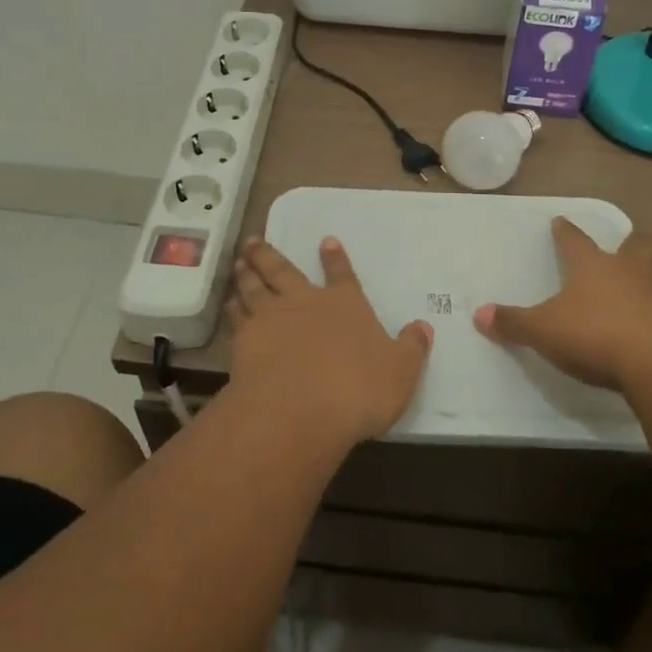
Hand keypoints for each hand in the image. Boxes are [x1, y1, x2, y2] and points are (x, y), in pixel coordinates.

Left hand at [225, 236, 431, 447]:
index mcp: (344, 304)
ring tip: (239, 261)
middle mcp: (305, 302)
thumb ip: (411, 348)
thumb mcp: (400, 372)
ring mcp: (271, 319)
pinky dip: (232, 307)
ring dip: (247, 272)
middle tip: (254, 241)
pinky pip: (236, 317)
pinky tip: (228, 302)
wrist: (299, 410)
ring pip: (255, 287)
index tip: (325, 240)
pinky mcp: (245, 341)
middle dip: (270, 254)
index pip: (341, 275)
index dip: (334, 258)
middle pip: (283, 271)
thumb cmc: (358, 389)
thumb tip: (424, 327)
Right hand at [473, 217, 651, 392]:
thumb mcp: (544, 331)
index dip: (565, 232)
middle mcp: (630, 270)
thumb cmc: (596, 336)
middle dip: (625, 245)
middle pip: (631, 247)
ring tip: (650, 274)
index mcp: (592, 265)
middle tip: (622, 247)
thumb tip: (478, 313)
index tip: (560, 221)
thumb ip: (513, 323)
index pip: (574, 240)